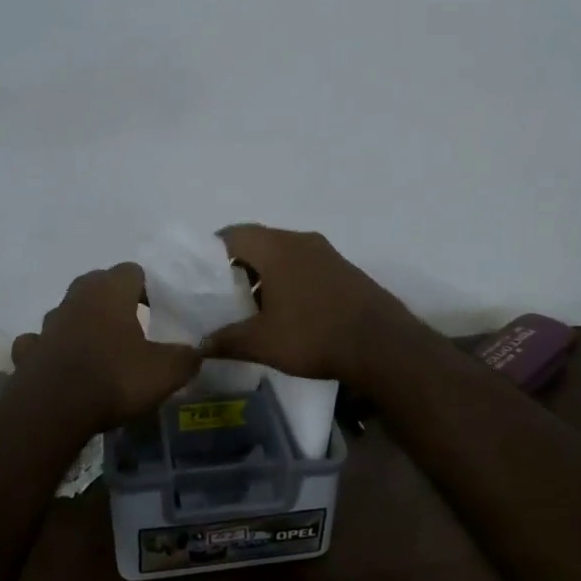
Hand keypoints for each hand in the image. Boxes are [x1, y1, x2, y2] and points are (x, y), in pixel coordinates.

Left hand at [11, 263, 201, 432]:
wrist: (52, 412)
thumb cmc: (114, 379)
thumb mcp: (165, 372)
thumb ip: (186, 358)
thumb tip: (196, 352)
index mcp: (110, 291)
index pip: (133, 271)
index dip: (148, 287)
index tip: (159, 309)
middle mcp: (76, 298)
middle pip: (97, 285)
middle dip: (114, 300)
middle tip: (133, 324)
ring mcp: (47, 325)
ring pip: (69, 312)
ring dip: (83, 324)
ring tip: (101, 348)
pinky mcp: (27, 352)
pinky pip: (41, 343)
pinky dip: (53, 350)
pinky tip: (64, 366)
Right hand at [205, 225, 427, 389]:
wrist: (382, 345)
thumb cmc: (314, 335)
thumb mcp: (262, 342)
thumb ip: (226, 340)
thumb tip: (199, 345)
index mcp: (276, 248)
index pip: (233, 234)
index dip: (212, 252)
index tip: (200, 275)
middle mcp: (301, 240)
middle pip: (259, 242)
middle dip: (238, 265)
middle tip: (222, 293)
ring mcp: (327, 253)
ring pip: (284, 254)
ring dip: (266, 274)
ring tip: (252, 306)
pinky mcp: (344, 269)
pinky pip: (305, 265)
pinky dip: (289, 280)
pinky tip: (287, 310)